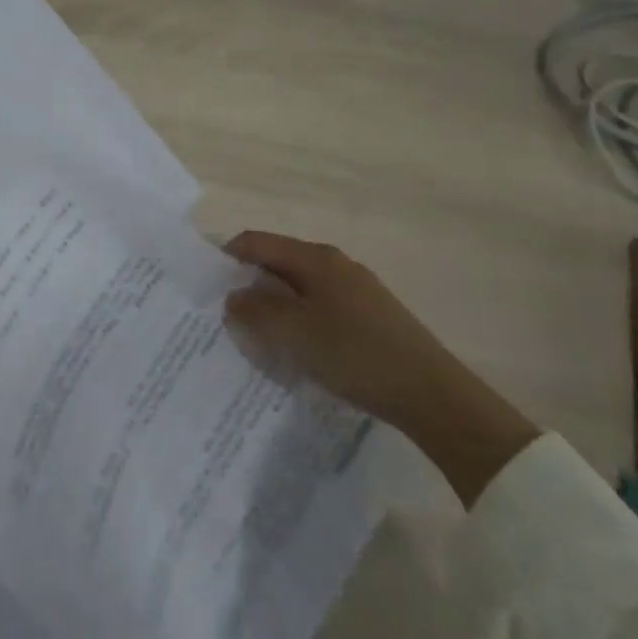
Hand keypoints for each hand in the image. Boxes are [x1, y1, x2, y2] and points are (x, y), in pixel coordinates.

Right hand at [223, 231, 538, 505]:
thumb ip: (255, 310)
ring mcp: (355, 291)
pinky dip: (298, 323)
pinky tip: (295, 351)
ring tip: (255, 337)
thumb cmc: (356, 354)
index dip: (226, 256)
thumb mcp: (294, 332)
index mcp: (315, 258)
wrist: (434, 396)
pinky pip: (318, 310)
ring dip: (273, 308)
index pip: (256, 242)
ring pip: (297, 289)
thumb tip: (233, 296)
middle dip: (248, 286)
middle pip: (277, 264)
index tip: (204, 283)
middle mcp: (335, 265)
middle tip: (225, 316)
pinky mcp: (369, 318)